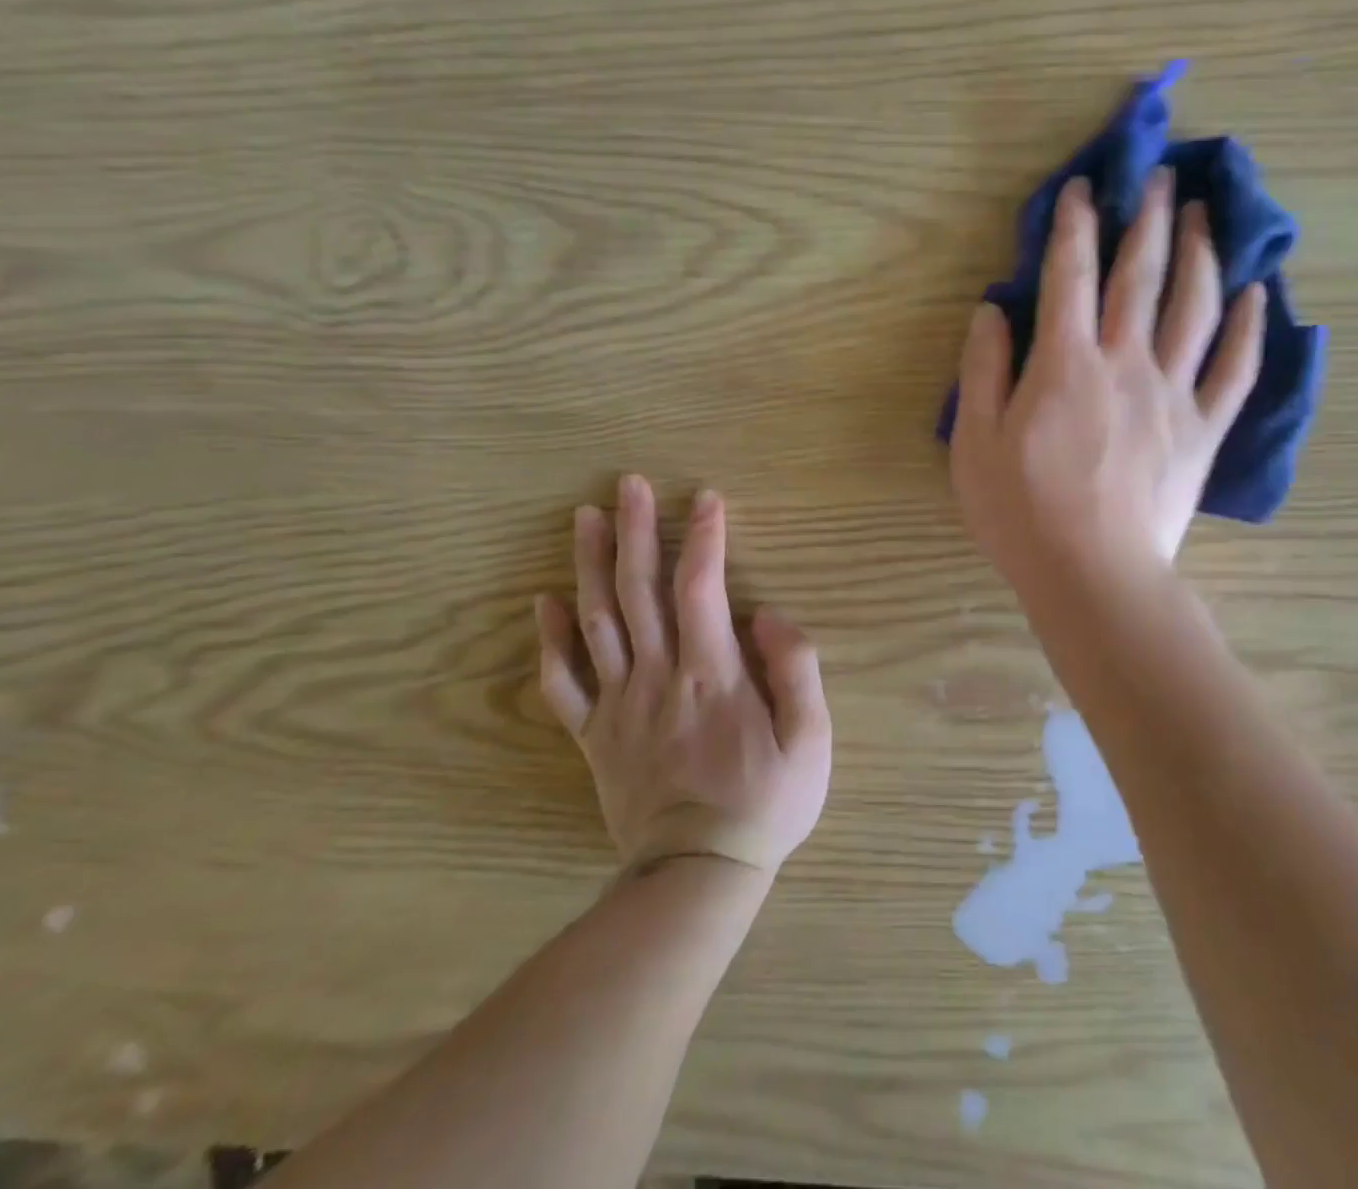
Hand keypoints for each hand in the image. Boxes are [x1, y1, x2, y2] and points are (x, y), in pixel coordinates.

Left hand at [534, 478, 831, 878]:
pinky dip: (549, 640)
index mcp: (711, 674)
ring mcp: (618, 705)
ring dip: (588, 565)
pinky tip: (545, 602)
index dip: (703, 537)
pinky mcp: (594, 735)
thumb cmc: (766, 802)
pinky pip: (562, 683)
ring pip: (595, 622)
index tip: (706, 497)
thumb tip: (764, 616)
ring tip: (584, 518)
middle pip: (638, 591)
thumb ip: (794, 669)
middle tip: (627, 484)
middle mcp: (657, 676)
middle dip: (634, 531)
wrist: (697, 874)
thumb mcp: (812, 739)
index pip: (701, 586)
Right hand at [951, 171, 1264, 593]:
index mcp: (1065, 364)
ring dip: (1202, 254)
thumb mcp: (974, 443)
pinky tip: (1257, 293)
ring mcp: (1173, 394)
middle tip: (1161, 178)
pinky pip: (1236, 369)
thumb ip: (982, 371)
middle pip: (1141, 276)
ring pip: (1195, 308)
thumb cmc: (1021, 513)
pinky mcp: (1204, 430)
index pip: (1070, 275)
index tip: (1083, 188)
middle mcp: (1125, 363)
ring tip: (1207, 216)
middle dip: (1149, 219)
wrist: (1092, 576)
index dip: (1074, 225)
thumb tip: (992, 311)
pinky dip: (1249, 327)